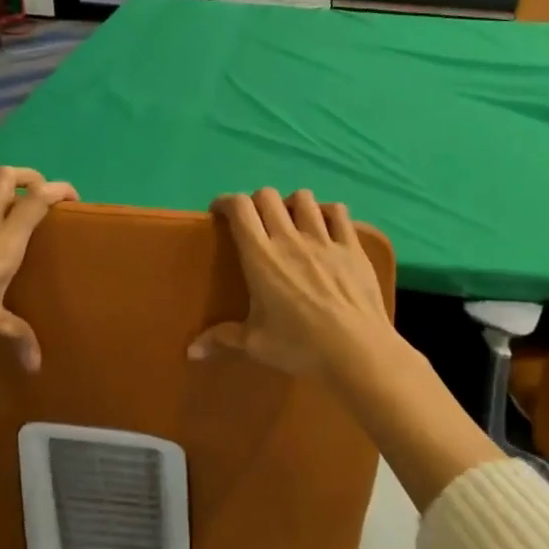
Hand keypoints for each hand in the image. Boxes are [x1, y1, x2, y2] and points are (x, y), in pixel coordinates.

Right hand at [187, 188, 391, 379]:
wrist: (356, 350)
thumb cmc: (300, 346)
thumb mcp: (256, 344)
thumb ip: (222, 339)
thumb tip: (191, 352)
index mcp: (260, 257)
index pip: (240, 208)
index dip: (226, 201)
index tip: (220, 212)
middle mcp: (289, 238)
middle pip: (268, 196)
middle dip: (256, 201)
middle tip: (254, 222)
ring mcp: (324, 239)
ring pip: (304, 198)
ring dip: (291, 203)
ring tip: (290, 221)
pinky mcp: (352, 247)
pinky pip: (339, 213)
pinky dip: (327, 212)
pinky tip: (325, 225)